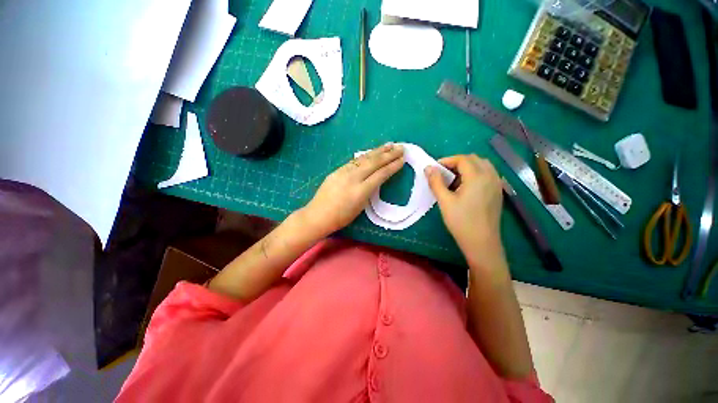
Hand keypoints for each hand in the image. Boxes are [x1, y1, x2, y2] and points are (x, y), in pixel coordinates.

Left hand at [302, 143, 403, 236]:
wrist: (318, 215)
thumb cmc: (341, 217)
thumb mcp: (360, 206)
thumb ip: (369, 191)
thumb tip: (375, 179)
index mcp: (361, 191)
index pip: (381, 174)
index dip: (392, 167)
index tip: (402, 160)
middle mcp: (353, 178)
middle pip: (374, 163)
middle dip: (389, 154)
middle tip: (401, 147)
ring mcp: (344, 172)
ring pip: (364, 158)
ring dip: (378, 151)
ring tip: (389, 145)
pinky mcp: (338, 170)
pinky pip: (355, 161)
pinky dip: (365, 155)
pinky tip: (372, 152)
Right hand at [425, 155, 503, 259]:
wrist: (481, 242)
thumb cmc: (461, 221)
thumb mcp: (444, 201)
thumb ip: (435, 182)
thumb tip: (428, 167)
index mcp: (477, 177)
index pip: (462, 159)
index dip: (447, 161)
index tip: (434, 169)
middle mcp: (490, 176)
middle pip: (473, 159)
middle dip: (456, 162)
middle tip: (443, 174)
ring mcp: (497, 184)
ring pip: (482, 165)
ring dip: (467, 167)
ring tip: (454, 180)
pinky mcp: (498, 192)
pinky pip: (487, 174)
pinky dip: (475, 173)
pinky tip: (466, 187)